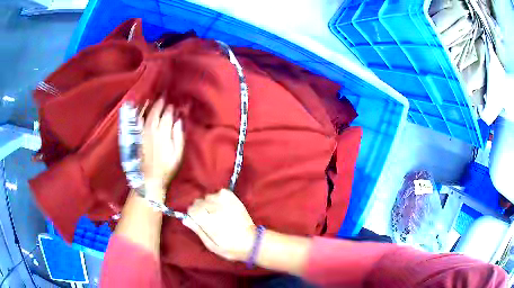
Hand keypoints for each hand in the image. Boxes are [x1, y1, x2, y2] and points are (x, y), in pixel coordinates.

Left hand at [141, 99, 184, 192]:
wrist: (148, 180)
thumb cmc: (166, 169)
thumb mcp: (178, 155)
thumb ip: (178, 136)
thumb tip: (178, 121)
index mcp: (163, 133)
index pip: (167, 116)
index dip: (170, 109)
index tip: (172, 105)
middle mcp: (151, 130)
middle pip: (155, 112)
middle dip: (159, 103)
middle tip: (162, 96)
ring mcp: (141, 133)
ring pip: (144, 115)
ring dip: (148, 106)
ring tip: (150, 99)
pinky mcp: (135, 138)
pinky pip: (135, 123)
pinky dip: (137, 115)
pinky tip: (138, 111)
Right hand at [183, 189, 255, 261]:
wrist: (251, 242)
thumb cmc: (228, 247)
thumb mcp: (209, 244)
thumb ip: (197, 230)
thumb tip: (186, 219)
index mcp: (205, 219)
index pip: (190, 210)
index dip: (193, 216)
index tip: (198, 222)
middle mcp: (212, 207)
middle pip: (198, 202)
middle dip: (200, 210)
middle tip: (209, 220)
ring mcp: (224, 201)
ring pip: (208, 197)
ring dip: (210, 204)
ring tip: (218, 213)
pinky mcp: (233, 198)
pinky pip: (220, 193)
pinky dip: (219, 198)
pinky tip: (224, 207)